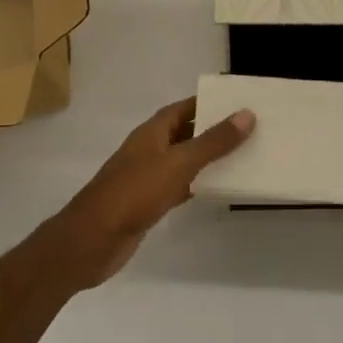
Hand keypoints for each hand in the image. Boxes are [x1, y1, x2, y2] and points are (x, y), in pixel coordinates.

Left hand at [51, 97, 253, 288]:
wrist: (93, 240)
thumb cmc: (134, 193)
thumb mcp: (178, 163)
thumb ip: (213, 141)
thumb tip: (246, 114)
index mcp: (151, 132)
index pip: (182, 108)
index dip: (207, 103)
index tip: (237, 102)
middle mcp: (148, 150)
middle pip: (184, 133)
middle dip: (212, 130)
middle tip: (249, 129)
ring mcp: (147, 178)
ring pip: (183, 161)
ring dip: (207, 158)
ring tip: (243, 156)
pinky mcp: (148, 203)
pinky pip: (179, 186)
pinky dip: (198, 184)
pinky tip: (218, 188)